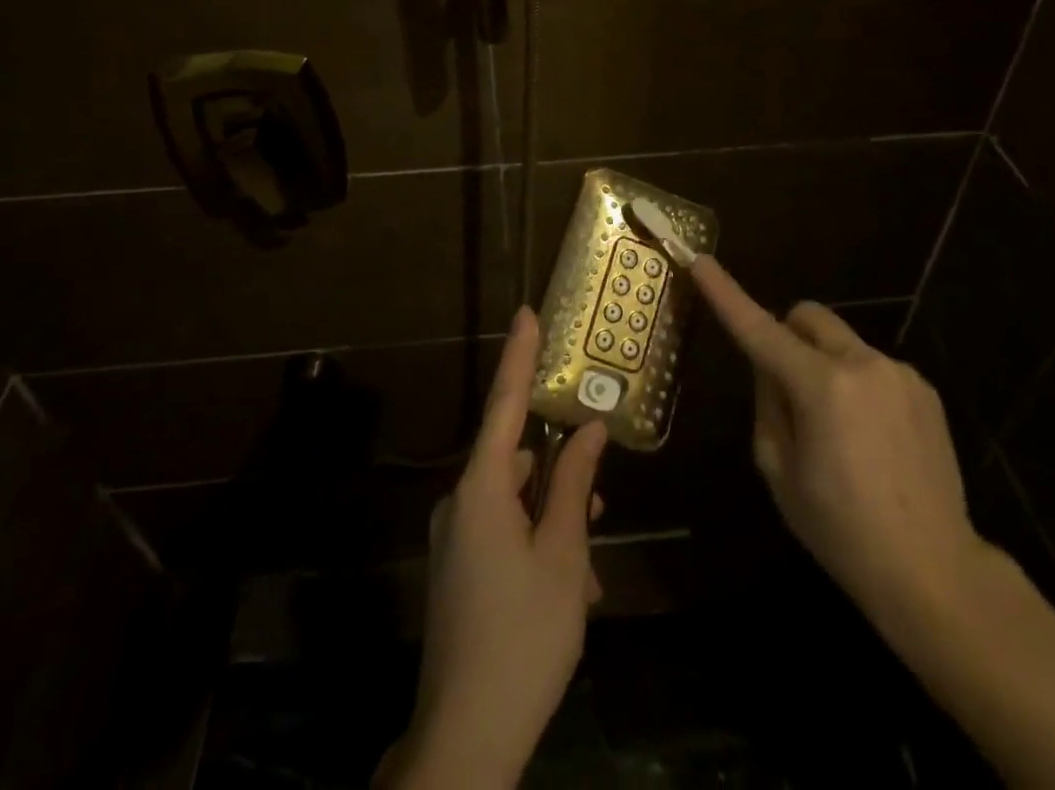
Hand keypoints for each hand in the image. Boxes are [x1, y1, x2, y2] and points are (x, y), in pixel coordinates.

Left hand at [380, 307, 607, 789]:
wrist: (466, 740)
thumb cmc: (524, 636)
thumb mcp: (563, 557)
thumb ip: (574, 487)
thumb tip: (588, 430)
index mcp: (481, 490)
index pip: (504, 405)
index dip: (518, 357)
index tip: (526, 313)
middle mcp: (460, 504)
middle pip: (516, 462)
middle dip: (560, 473)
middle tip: (599, 494)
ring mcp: (456, 540)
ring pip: (515, 504)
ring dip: (555, 520)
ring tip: (592, 563)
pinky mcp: (459, 571)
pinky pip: (503, 535)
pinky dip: (538, 545)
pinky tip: (572, 588)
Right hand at [689, 256, 990, 641]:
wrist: (935, 572)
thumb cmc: (841, 530)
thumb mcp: (779, 471)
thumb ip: (767, 404)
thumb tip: (770, 367)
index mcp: (821, 387)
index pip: (760, 329)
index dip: (726, 294)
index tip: (701, 262)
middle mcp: (862, 364)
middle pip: (807, 316)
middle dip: (786, 336)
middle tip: (785, 388)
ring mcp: (899, 373)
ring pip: (841, 343)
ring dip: (824, 365)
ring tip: (840, 431)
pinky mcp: (924, 388)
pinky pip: (872, 366)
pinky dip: (857, 384)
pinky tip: (872, 439)